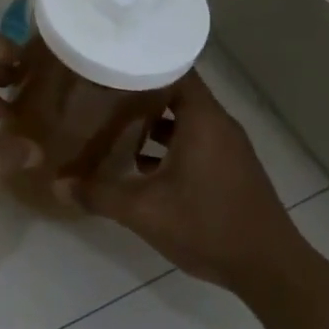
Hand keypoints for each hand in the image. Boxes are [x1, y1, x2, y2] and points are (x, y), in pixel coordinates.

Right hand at [63, 71, 319, 298]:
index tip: (111, 59)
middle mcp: (218, 124)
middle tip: (103, 89)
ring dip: (155, 120)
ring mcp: (228, 146)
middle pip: (177, 91)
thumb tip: (57, 185)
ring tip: (115, 122)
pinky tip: (142, 162)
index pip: (174, 67)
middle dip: (141, 90)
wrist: (270, 269)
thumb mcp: (144, 211)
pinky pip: (196, 139)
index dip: (143, 61)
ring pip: (186, 118)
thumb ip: (100, 194)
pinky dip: (171, 142)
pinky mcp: (231, 167)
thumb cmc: (207, 226)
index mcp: (202, 119)